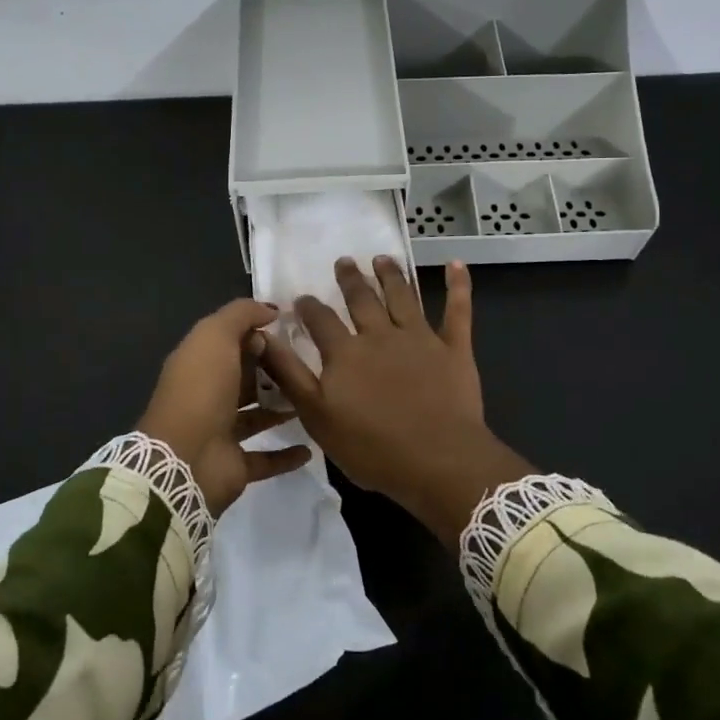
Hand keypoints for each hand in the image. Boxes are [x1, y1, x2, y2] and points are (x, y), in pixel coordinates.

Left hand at [138, 298, 312, 514]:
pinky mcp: (235, 465)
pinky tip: (310, 446)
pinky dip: (287, 454)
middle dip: (275, 370)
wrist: (185, 458)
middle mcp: (209, 395)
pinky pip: (266, 458)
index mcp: (200, 362)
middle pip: (246, 377)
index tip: (294, 331)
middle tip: (312, 363)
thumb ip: (241, 315)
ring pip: (257, 415)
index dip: (259, 334)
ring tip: (315, 398)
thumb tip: (270, 310)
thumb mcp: (216, 335)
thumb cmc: (201, 389)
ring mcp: (221, 431)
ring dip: (283, 408)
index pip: (233, 342)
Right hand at [258, 258, 532, 541]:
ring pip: (403, 297)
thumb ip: (289, 374)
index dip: (309, 307)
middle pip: (362, 299)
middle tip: (345, 261)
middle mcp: (380, 335)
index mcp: (346, 353)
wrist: (438, 461)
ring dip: (391, 275)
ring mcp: (420, 338)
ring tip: (382, 258)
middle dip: (351, 279)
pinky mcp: (454, 349)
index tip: (302, 297)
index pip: (321, 320)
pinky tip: (456, 264)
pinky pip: (457, 311)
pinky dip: (457, 286)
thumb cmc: (372, 448)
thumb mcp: (316, 416)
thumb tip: (262, 336)